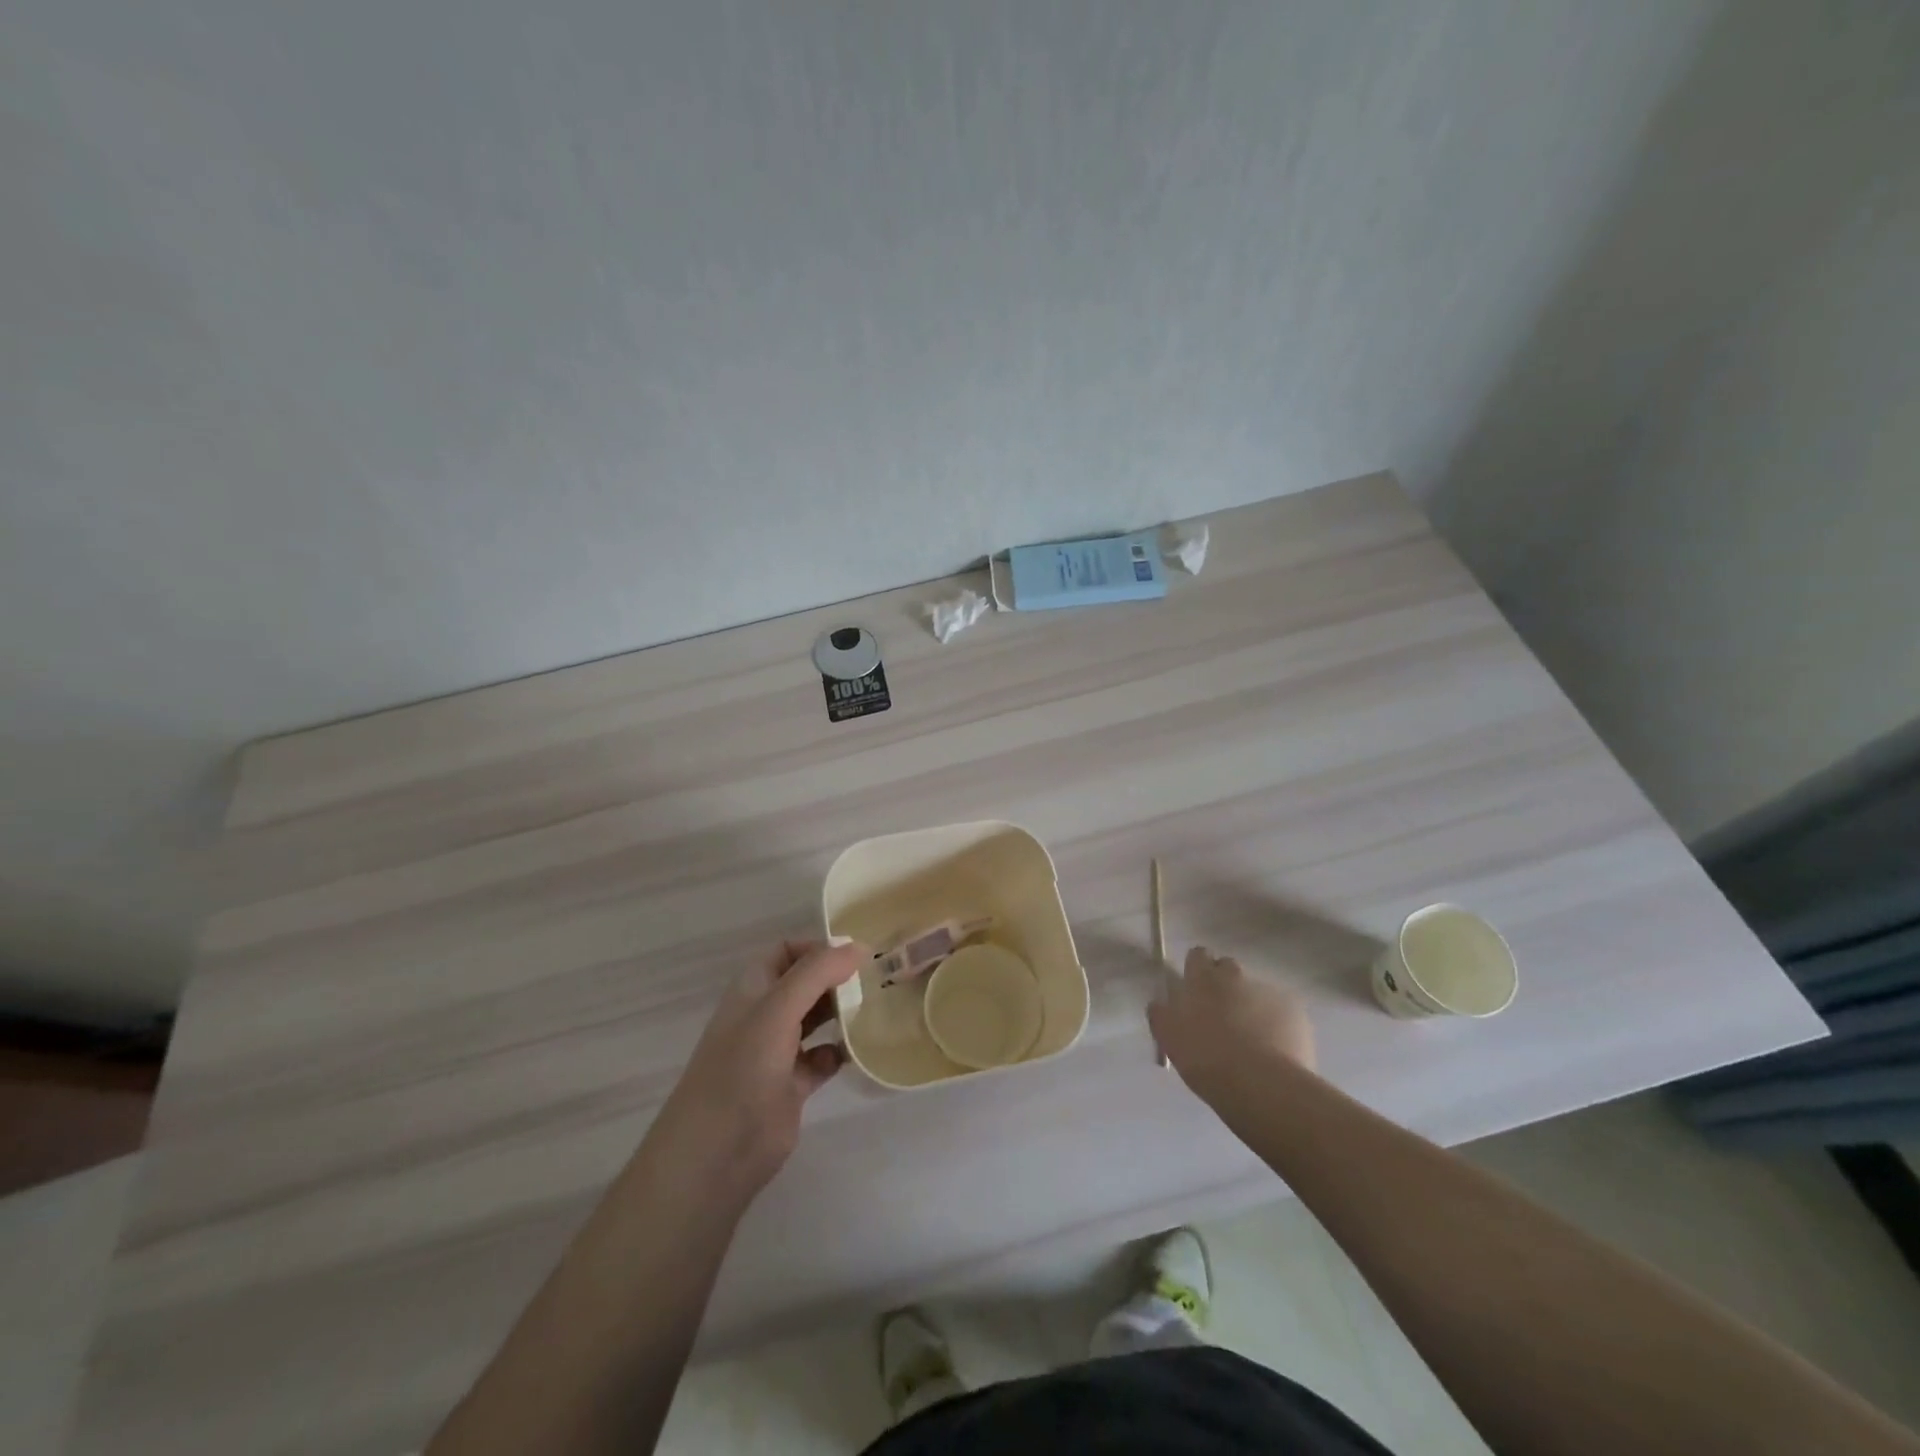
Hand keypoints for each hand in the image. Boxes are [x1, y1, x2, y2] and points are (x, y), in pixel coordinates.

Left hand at [644, 939, 864, 1206]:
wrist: (715, 1155)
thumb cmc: (742, 1069)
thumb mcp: (777, 1009)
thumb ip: (817, 973)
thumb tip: (858, 947)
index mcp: (752, 990)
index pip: (787, 951)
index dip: (818, 948)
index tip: (856, 955)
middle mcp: (764, 1015)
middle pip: (805, 983)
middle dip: (837, 978)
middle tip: (877, 979)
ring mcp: (776, 1052)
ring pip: (815, 1019)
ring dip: (842, 1012)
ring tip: (877, 1008)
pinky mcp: (790, 1086)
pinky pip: (822, 1059)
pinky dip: (840, 1052)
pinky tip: (859, 1051)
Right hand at [1149, 946, 1315, 1102]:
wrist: (1260, 1085)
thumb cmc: (1205, 1058)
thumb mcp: (1169, 1037)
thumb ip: (1162, 1013)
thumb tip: (1161, 1002)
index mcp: (1202, 978)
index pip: (1198, 955)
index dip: (1197, 971)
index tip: (1196, 992)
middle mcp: (1235, 976)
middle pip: (1229, 969)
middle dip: (1225, 986)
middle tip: (1221, 1018)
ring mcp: (1268, 992)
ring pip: (1256, 993)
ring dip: (1251, 1008)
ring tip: (1251, 1044)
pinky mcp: (1295, 1012)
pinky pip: (1282, 1014)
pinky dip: (1276, 1026)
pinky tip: (1274, 1053)